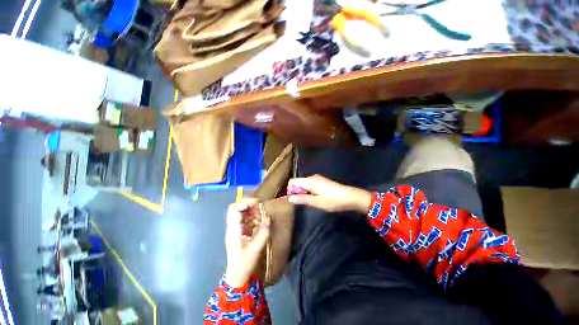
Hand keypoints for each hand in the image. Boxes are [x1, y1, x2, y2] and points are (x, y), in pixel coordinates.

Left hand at [224, 198, 269, 287]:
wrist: (238, 277)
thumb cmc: (244, 264)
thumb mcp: (255, 249)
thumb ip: (263, 233)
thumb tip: (268, 218)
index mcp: (233, 229)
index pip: (234, 208)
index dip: (245, 202)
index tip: (258, 203)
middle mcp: (233, 227)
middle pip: (238, 208)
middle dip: (250, 205)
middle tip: (261, 208)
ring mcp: (236, 229)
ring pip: (242, 212)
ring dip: (253, 211)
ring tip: (262, 215)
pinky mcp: (240, 231)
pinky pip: (246, 219)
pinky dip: (254, 217)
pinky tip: (261, 222)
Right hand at [287, 174, 370, 212]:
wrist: (350, 197)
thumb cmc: (332, 200)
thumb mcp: (316, 202)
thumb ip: (301, 199)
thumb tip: (289, 198)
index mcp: (309, 181)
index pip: (292, 181)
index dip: (290, 190)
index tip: (294, 200)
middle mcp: (312, 177)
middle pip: (298, 182)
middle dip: (296, 192)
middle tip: (303, 203)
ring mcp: (317, 178)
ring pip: (304, 184)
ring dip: (303, 192)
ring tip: (310, 202)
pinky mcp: (322, 181)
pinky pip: (310, 184)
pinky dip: (309, 191)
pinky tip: (316, 198)